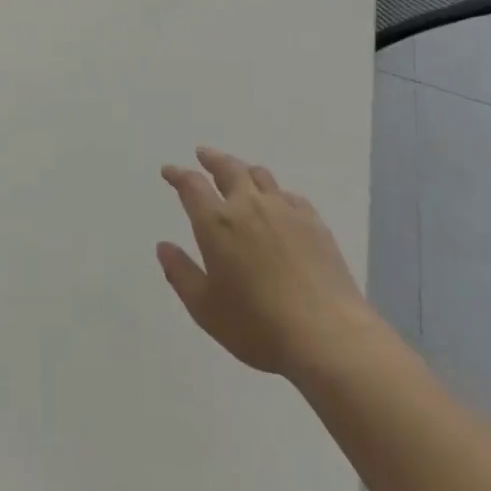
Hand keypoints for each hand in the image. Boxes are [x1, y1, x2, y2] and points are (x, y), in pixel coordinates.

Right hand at [158, 146, 375, 379]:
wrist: (327, 336)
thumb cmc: (257, 325)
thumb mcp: (205, 308)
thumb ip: (180, 273)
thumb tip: (163, 246)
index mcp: (216, 222)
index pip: (191, 185)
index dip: (178, 175)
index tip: (169, 171)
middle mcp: (248, 205)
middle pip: (228, 168)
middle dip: (212, 159)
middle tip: (202, 154)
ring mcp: (284, 210)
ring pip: (260, 175)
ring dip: (243, 169)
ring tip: (239, 172)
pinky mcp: (313, 222)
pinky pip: (289, 195)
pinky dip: (276, 192)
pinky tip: (278, 202)